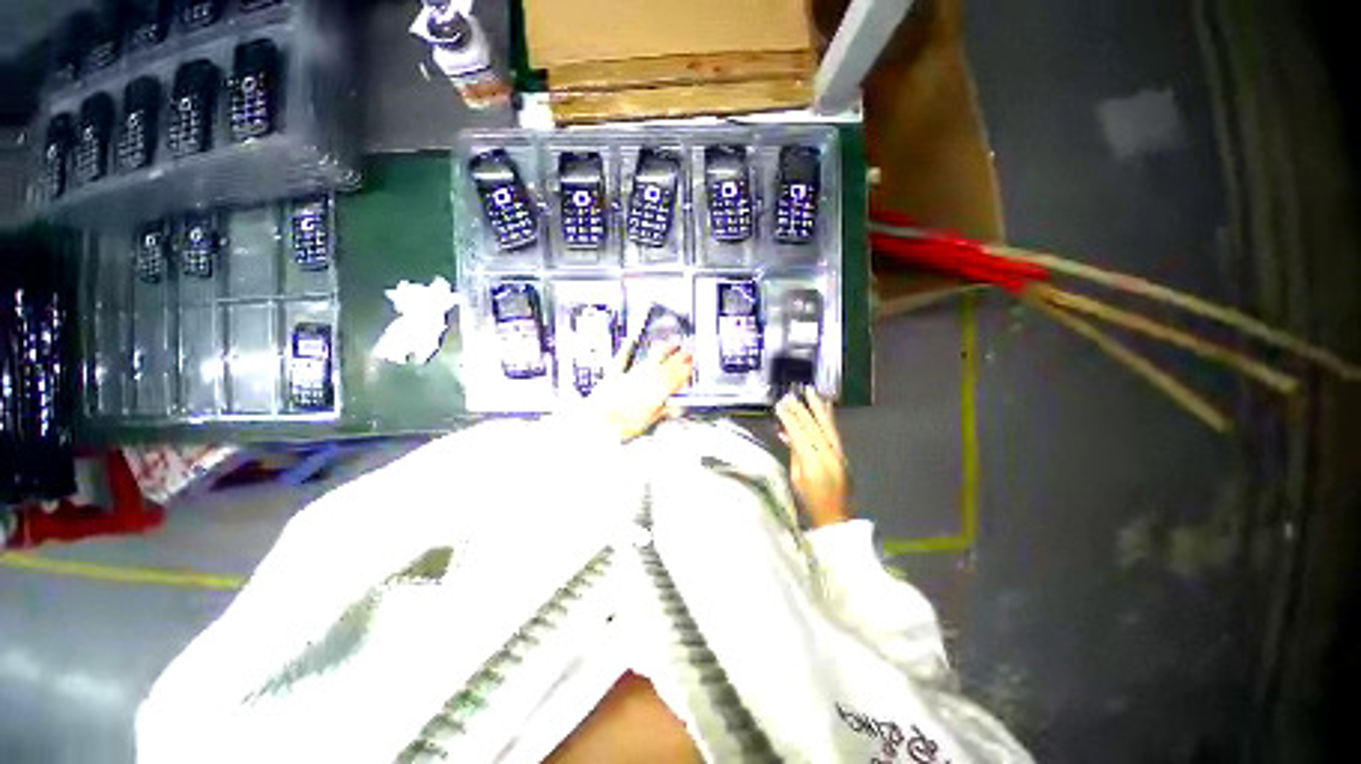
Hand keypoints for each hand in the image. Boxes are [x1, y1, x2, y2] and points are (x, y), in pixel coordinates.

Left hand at [588, 341, 693, 441]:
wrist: (597, 425)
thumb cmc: (621, 427)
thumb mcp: (647, 423)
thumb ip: (663, 412)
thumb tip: (677, 408)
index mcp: (654, 394)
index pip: (673, 379)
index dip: (684, 371)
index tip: (692, 364)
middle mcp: (643, 382)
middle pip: (665, 368)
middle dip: (678, 359)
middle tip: (688, 351)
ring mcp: (629, 377)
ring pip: (650, 361)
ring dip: (662, 351)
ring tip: (672, 343)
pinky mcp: (613, 376)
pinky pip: (622, 360)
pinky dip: (627, 349)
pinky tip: (631, 340)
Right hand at [775, 387, 849, 527]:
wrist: (837, 519)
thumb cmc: (810, 503)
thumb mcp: (796, 479)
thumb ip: (794, 454)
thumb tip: (788, 433)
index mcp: (814, 463)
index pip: (799, 434)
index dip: (789, 418)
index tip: (780, 406)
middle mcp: (829, 455)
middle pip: (813, 426)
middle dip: (801, 409)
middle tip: (791, 395)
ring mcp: (839, 454)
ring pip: (827, 426)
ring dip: (818, 407)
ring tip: (811, 392)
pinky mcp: (843, 455)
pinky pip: (834, 432)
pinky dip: (828, 417)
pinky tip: (825, 406)